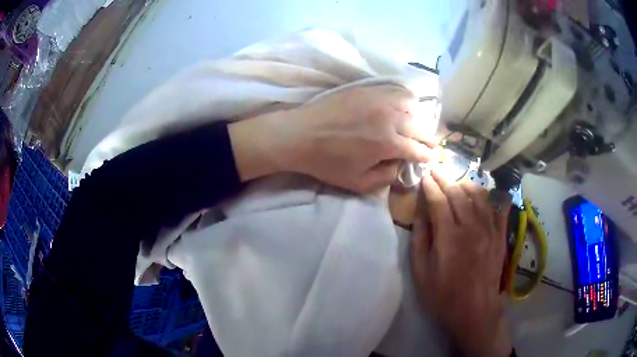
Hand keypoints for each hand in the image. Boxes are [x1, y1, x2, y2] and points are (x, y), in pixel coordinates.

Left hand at [229, 85, 436, 192]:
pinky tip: (403, 106)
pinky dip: (405, 100)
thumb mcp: (358, 183)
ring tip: (415, 126)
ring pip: (412, 106)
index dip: (427, 155)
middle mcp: (389, 118)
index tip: (431, 157)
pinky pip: (395, 90)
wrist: (300, 134)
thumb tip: (401, 166)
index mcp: (388, 143)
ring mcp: (379, 100)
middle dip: (428, 138)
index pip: (418, 149)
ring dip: (418, 118)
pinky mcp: (368, 89)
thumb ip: (386, 177)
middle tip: (429, 143)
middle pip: (420, 127)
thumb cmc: (327, 162)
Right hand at [410, 171, 511, 356]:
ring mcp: (489, 230)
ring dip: (466, 185)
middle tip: (436, 170)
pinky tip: (484, 196)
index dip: (430, 186)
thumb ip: (420, 241)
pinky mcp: (500, 236)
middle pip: (458, 194)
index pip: (439, 201)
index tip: (424, 176)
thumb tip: (420, 214)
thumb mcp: (421, 273)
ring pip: (479, 196)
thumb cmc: (444, 295)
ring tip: (457, 182)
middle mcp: (471, 227)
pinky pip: (498, 208)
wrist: (476, 310)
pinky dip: (490, 198)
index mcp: (449, 237)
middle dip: (445, 179)